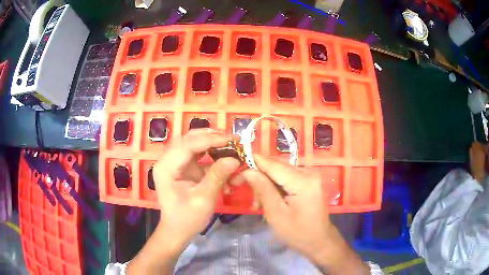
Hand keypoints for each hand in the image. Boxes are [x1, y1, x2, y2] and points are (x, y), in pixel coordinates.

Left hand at [153, 129, 240, 241]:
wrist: (176, 230)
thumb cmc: (186, 218)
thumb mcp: (203, 199)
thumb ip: (217, 176)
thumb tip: (234, 159)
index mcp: (166, 167)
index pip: (187, 144)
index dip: (210, 139)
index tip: (232, 140)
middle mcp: (167, 160)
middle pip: (188, 139)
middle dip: (211, 137)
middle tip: (232, 140)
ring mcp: (174, 162)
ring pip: (193, 143)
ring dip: (212, 142)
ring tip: (230, 145)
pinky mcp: (182, 167)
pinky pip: (197, 153)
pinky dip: (211, 153)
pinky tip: (223, 158)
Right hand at [239, 155, 368, 274]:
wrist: (319, 241)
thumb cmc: (298, 233)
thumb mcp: (276, 214)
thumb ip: (263, 190)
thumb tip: (248, 170)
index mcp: (302, 180)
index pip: (272, 164)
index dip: (252, 163)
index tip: (235, 171)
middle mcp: (308, 172)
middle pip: (275, 166)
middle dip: (258, 177)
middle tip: (246, 193)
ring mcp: (309, 176)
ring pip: (279, 172)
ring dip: (265, 184)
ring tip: (258, 204)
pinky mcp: (308, 181)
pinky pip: (286, 178)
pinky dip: (274, 187)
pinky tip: (269, 201)